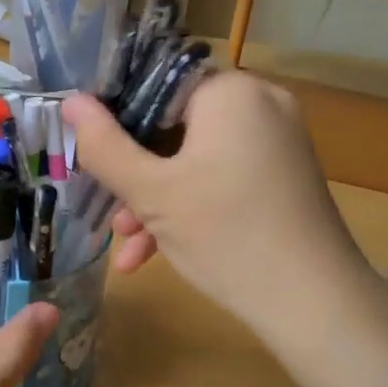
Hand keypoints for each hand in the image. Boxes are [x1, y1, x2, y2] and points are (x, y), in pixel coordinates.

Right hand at [63, 72, 369, 342]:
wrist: (317, 305)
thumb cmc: (227, 236)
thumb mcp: (151, 193)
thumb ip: (104, 146)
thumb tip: (71, 103)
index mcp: (229, 92)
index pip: (155, 81)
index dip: (115, 115)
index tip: (91, 152)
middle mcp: (259, 103)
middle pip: (173, 124)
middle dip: (135, 172)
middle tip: (107, 207)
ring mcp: (276, 140)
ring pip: (194, 157)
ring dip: (156, 198)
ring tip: (126, 245)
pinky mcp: (283, 174)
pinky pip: (222, 175)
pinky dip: (190, 205)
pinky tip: (154, 253)